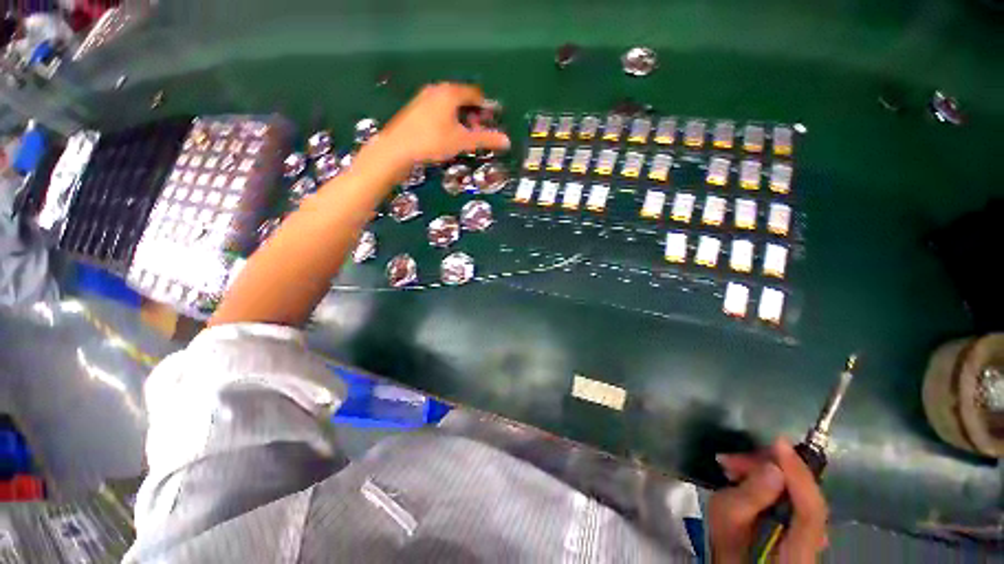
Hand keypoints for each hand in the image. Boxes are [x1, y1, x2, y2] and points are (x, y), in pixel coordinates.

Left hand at [358, 83, 509, 176]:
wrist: (397, 149)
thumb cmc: (432, 141)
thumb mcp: (462, 141)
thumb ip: (485, 139)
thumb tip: (506, 141)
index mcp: (450, 92)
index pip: (475, 94)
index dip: (485, 107)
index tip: (490, 122)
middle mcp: (437, 90)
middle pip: (462, 98)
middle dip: (472, 114)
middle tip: (476, 131)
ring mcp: (424, 98)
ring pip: (449, 105)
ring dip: (459, 118)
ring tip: (462, 136)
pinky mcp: (415, 109)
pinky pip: (438, 110)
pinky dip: (447, 119)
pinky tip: (445, 136)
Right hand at [708, 438, 828, 562]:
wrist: (739, 561)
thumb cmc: (729, 545)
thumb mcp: (728, 521)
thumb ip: (750, 496)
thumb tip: (773, 468)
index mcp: (800, 548)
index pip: (811, 506)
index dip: (798, 472)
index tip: (778, 441)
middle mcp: (817, 537)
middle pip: (805, 494)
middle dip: (773, 467)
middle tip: (735, 458)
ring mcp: (814, 530)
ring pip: (799, 492)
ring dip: (769, 471)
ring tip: (734, 465)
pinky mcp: (804, 522)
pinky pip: (794, 494)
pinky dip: (773, 479)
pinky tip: (748, 474)